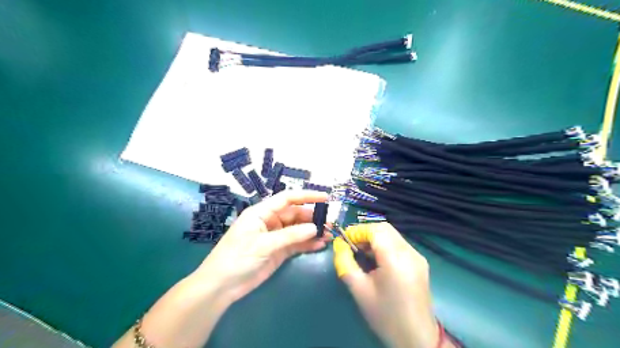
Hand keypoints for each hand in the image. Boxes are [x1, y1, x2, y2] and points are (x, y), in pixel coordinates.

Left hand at [194, 192, 328, 303]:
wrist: (221, 286)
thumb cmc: (237, 258)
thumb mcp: (263, 244)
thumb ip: (290, 235)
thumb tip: (315, 228)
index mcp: (262, 213)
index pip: (287, 199)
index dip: (306, 196)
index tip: (325, 198)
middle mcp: (270, 221)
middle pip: (295, 214)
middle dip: (312, 217)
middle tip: (329, 224)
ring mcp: (276, 237)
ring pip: (298, 229)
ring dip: (313, 231)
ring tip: (329, 235)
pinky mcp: (279, 251)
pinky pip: (297, 244)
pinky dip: (308, 243)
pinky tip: (320, 244)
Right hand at [334, 224, 440, 347]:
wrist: (417, 338)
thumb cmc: (385, 316)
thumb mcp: (359, 290)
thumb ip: (345, 263)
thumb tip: (339, 245)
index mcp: (395, 259)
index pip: (375, 230)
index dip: (357, 231)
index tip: (344, 241)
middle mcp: (410, 252)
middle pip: (385, 228)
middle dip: (365, 232)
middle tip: (352, 246)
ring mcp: (417, 256)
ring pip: (392, 234)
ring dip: (375, 238)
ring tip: (362, 253)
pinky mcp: (419, 262)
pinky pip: (399, 244)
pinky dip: (385, 244)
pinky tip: (377, 260)